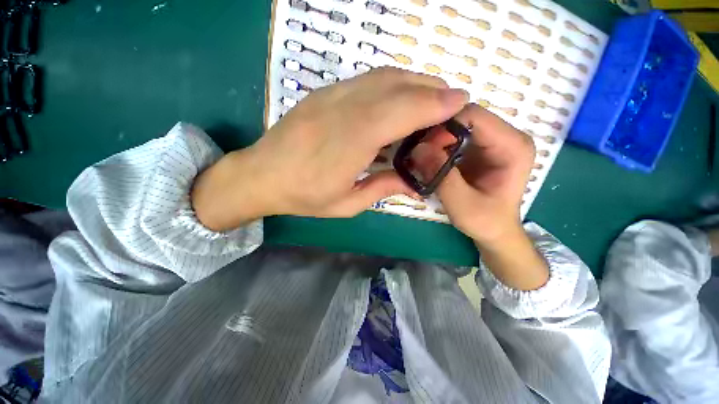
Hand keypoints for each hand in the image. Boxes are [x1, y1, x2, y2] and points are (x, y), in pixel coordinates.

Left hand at [191, 68, 468, 230]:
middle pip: (397, 86)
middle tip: (451, 103)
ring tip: (431, 99)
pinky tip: (400, 98)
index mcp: (351, 142)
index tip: (460, 102)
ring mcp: (332, 96)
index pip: (401, 111)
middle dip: (431, 89)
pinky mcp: (325, 93)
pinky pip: (367, 80)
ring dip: (414, 83)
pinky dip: (393, 84)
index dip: (434, 103)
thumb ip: (382, 189)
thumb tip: (413, 183)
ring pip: (383, 77)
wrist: (262, 175)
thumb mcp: (346, 204)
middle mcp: (344, 110)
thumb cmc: (304, 196)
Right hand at [411, 104, 534, 243]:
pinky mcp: (478, 148)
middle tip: (420, 155)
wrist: (494, 230)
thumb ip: (442, 177)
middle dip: (437, 134)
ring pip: (456, 126)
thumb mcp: (462, 205)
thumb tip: (418, 149)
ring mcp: (491, 141)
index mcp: (512, 146)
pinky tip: (429, 161)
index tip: (425, 148)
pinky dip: (437, 146)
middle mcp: (505, 136)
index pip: (474, 116)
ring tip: (422, 159)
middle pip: (463, 118)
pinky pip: (453, 137)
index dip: (445, 127)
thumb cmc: (485, 221)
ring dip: (435, 140)